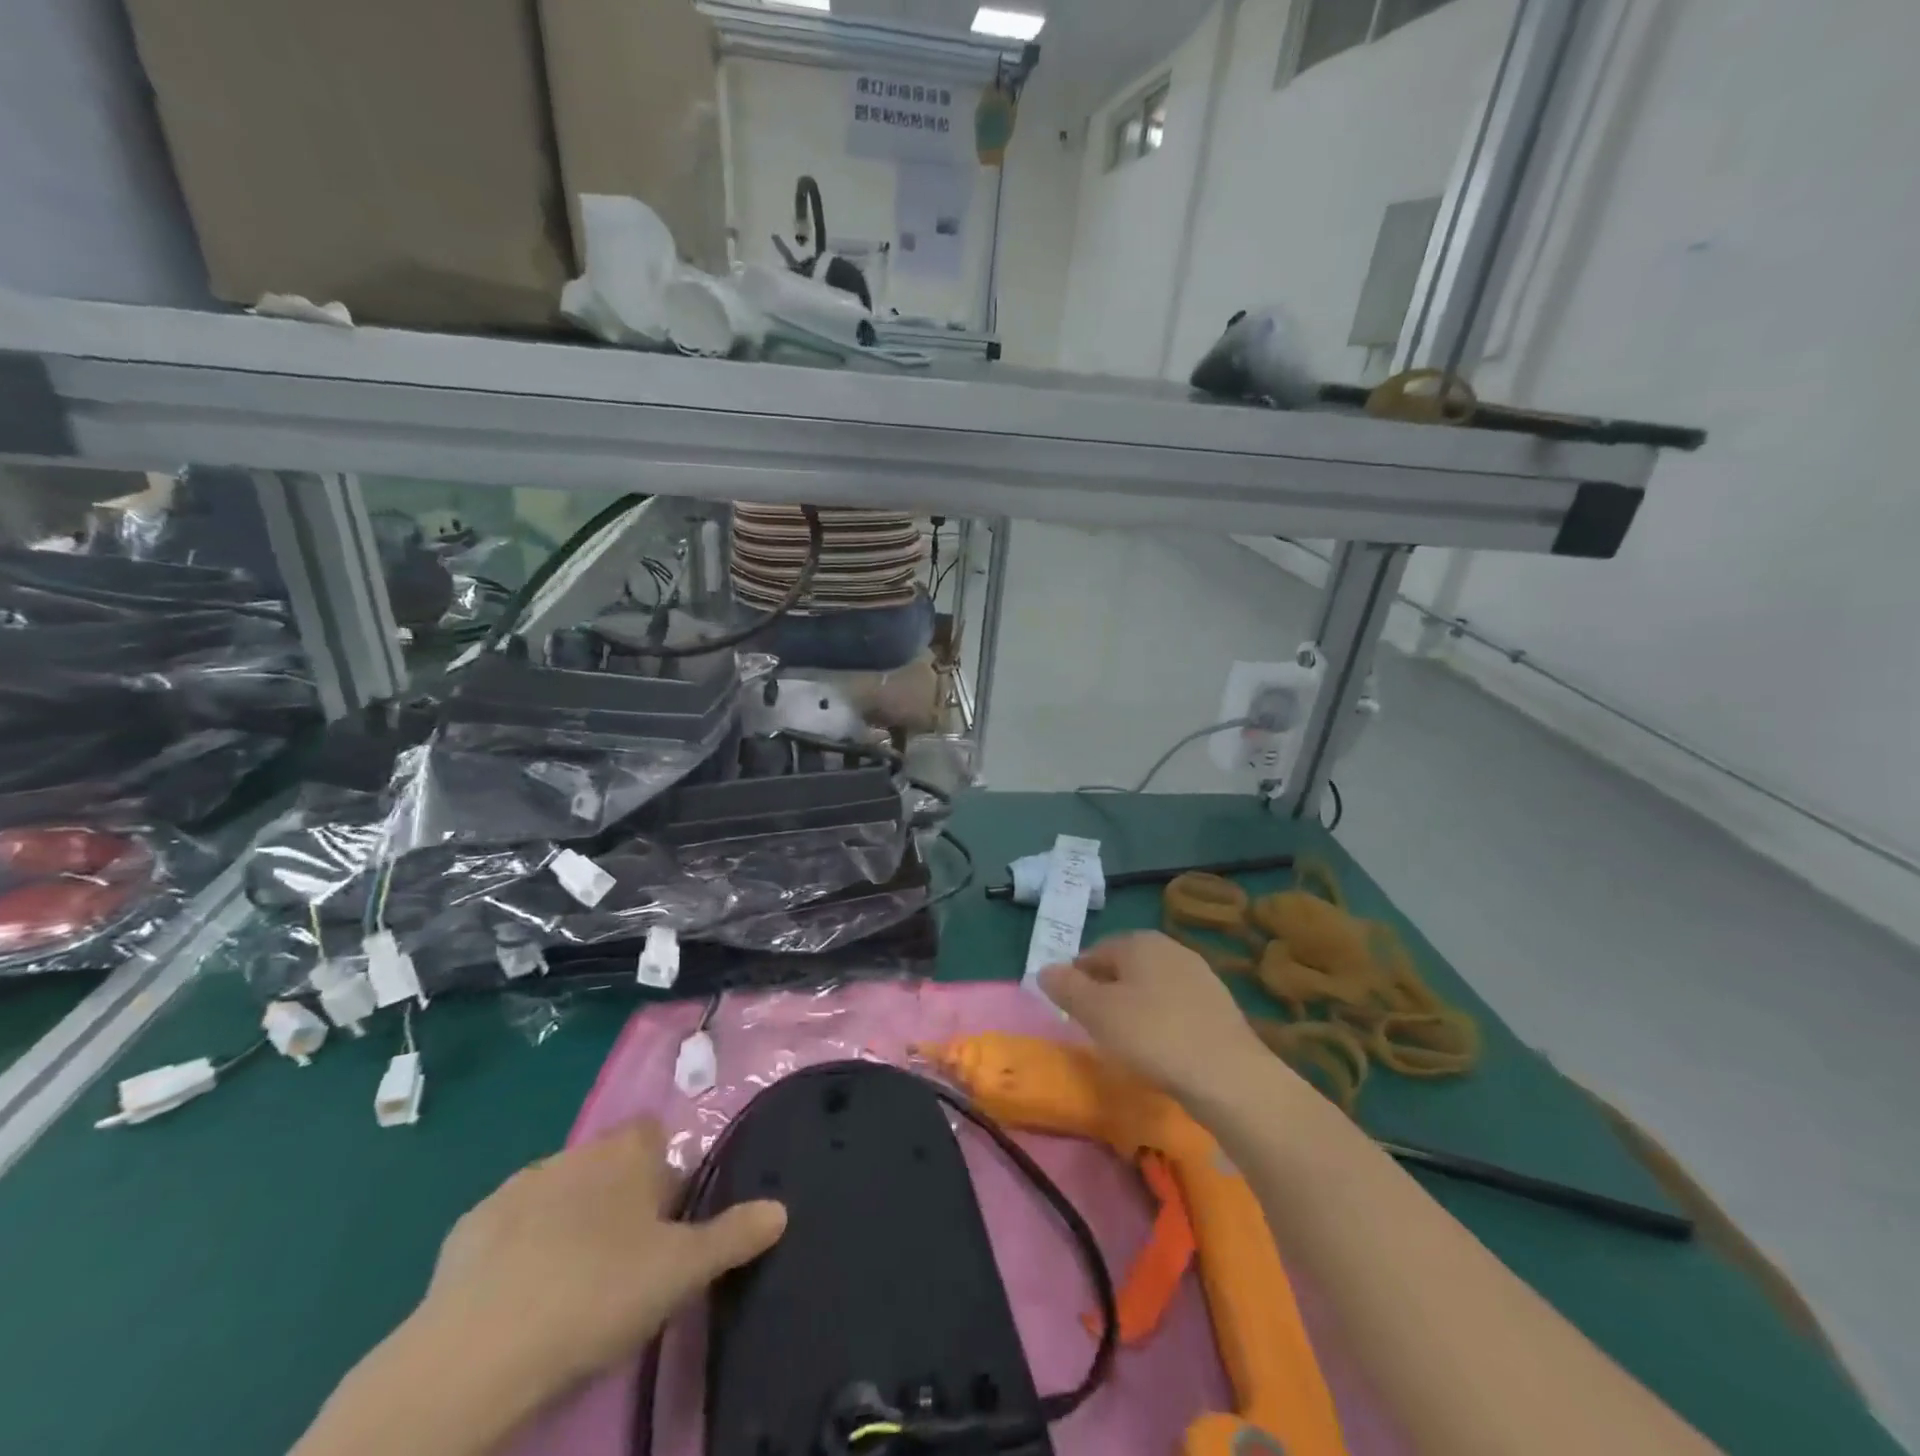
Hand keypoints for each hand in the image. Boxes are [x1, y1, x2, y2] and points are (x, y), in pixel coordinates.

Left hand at [414, 1120, 785, 1407]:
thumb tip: (781, 1208)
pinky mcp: (469, 1227)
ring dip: (570, 1219)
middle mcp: (575, 1152)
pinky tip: (521, 1295)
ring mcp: (517, 1186)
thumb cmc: (598, 1293)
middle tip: (628, 1257)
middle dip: (618, 1196)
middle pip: (607, 1162)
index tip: (669, 1218)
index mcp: (626, 1152)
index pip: (654, 1132)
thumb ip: (733, 1234)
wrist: (479, 1353)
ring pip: (559, 1191)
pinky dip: (520, 1247)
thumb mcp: (681, 1271)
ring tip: (575, 1281)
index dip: (665, 1169)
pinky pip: (509, 1227)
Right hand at [1039, 931, 1274, 1104]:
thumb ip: (1066, 988)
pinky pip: (1176, 1005)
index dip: (1077, 979)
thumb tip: (1044, 970)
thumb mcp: (1097, 1012)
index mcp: (1139, 941)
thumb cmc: (1153, 1035)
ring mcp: (1200, 974)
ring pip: (1152, 986)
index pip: (1094, 952)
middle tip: (1096, 1026)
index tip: (1071, 1010)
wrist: (1228, 1075)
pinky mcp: (1219, 1004)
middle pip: (1125, 966)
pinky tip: (1161, 1048)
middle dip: (1107, 991)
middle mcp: (1170, 948)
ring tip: (1127, 1041)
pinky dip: (1162, 1020)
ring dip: (1135, 1006)